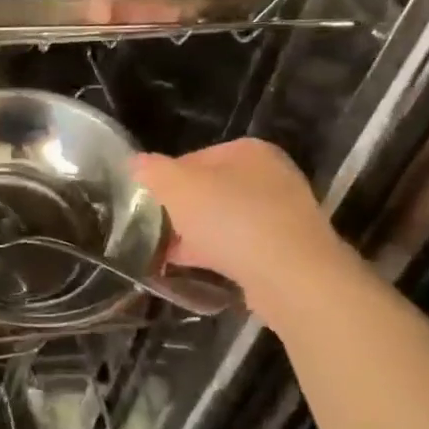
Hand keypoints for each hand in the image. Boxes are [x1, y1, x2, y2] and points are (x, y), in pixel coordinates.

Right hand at [133, 139, 343, 298]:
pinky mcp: (287, 250)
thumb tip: (136, 164)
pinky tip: (194, 270)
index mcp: (247, 151)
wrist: (292, 277)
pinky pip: (241, 248)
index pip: (191, 159)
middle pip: (209, 191)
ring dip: (196, 237)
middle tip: (155, 232)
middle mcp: (270, 176)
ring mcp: (283, 215)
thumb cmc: (231, 219)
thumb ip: (151, 171)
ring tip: (167, 256)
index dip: (163, 181)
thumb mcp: (176, 186)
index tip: (146, 206)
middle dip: (180, 212)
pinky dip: (218, 256)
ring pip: (224, 221)